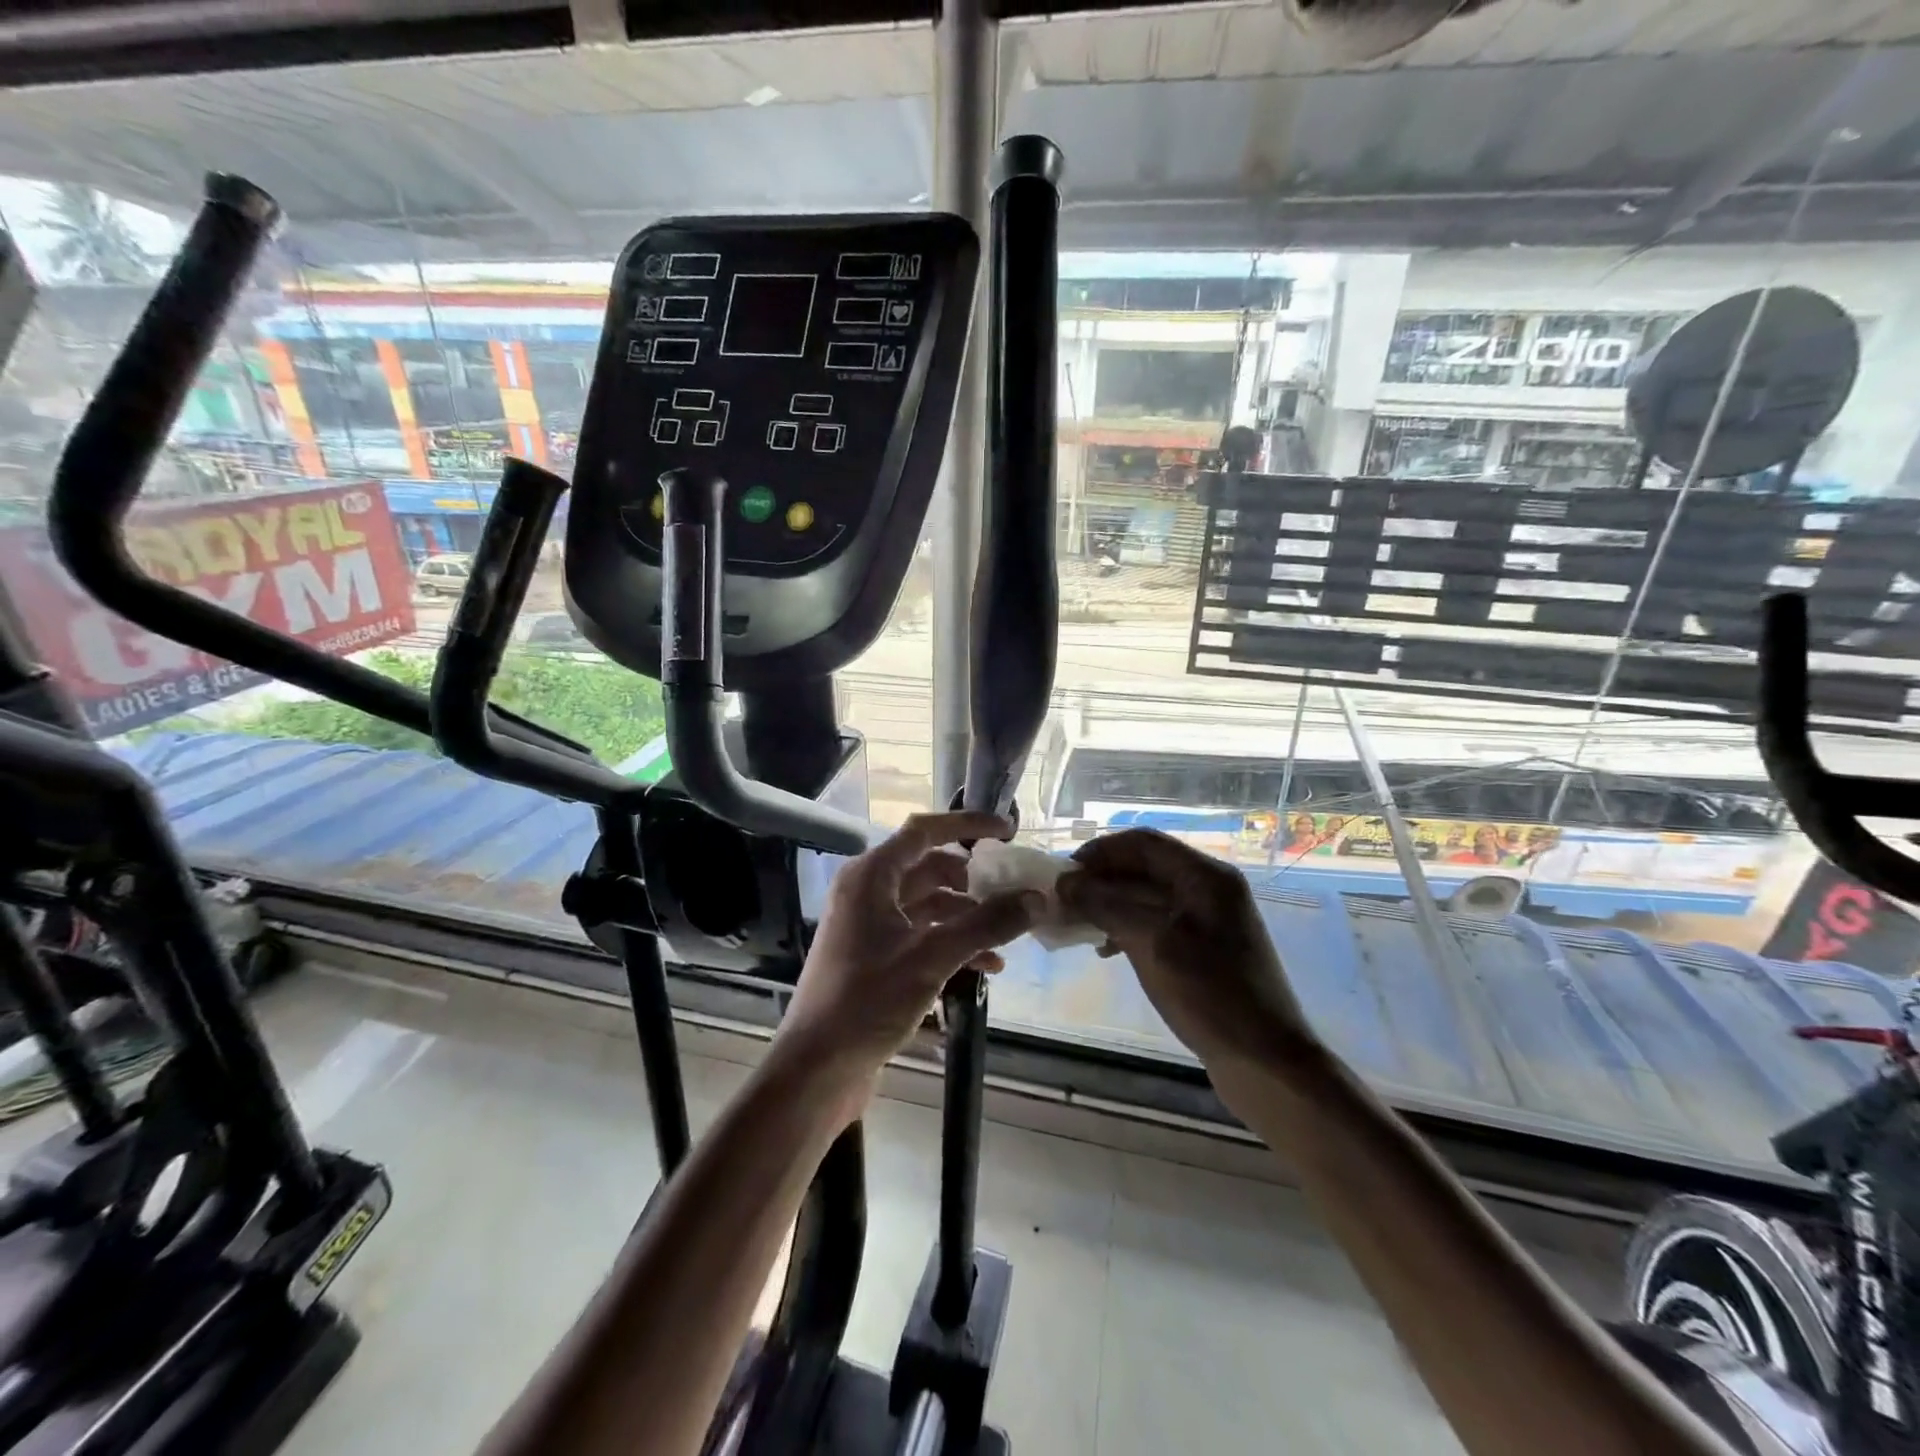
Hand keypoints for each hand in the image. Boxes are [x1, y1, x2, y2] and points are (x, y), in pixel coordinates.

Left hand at [771, 812, 1042, 1099]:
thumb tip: (1037, 899)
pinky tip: (987, 966)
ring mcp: (869, 925)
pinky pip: (921, 934)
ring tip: (1007, 934)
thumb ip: (986, 925)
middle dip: (973, 879)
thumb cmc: (868, 1000)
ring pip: (928, 904)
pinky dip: (952, 941)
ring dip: (967, 915)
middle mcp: (868, 891)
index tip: (1009, 831)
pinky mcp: (874, 956)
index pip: (924, 831)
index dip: (968, 825)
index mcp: (871, 876)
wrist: (817, 1066)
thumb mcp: (932, 958)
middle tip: (1013, 889)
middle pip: (929, 867)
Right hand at [1057, 829, 1314, 1071]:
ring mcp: (1207, 919)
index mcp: (1205, 876)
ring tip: (1077, 925)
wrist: (1266, 1062)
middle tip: (1063, 902)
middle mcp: (1208, 888)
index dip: (1100, 852)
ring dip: (1110, 905)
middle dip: (1101, 880)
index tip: (1063, 874)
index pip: (1142, 843)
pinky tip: (1105, 949)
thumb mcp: (1153, 944)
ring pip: (1146, 896)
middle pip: (1143, 867)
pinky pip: (1156, 923)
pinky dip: (1126, 928)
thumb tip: (1065, 883)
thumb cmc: (1211, 994)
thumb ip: (1107, 906)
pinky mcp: (1202, 948)